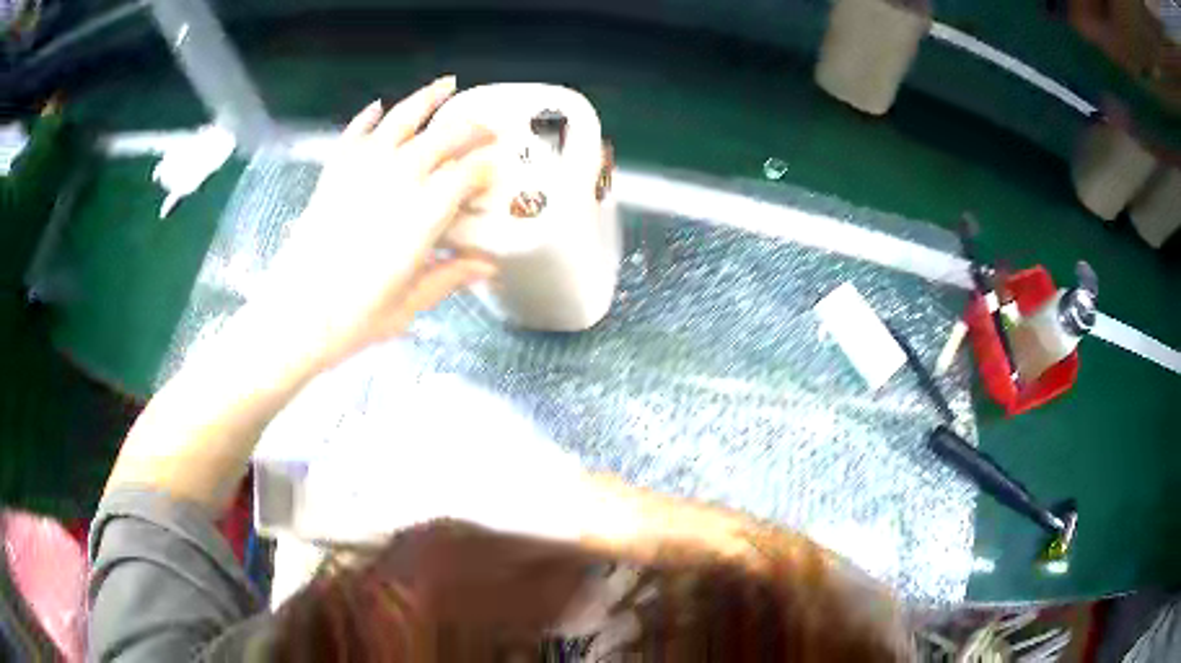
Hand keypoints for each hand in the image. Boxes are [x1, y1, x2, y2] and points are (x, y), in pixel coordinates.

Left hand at [257, 76, 496, 371]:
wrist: (293, 317)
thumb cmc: (355, 318)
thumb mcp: (410, 303)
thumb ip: (450, 276)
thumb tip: (487, 267)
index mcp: (424, 213)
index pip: (469, 173)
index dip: (488, 168)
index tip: (497, 172)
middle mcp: (398, 178)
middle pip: (445, 136)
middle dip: (472, 128)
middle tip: (487, 129)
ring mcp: (362, 169)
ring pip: (403, 119)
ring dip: (429, 98)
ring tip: (447, 85)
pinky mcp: (334, 173)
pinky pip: (355, 133)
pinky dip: (368, 117)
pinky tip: (378, 107)